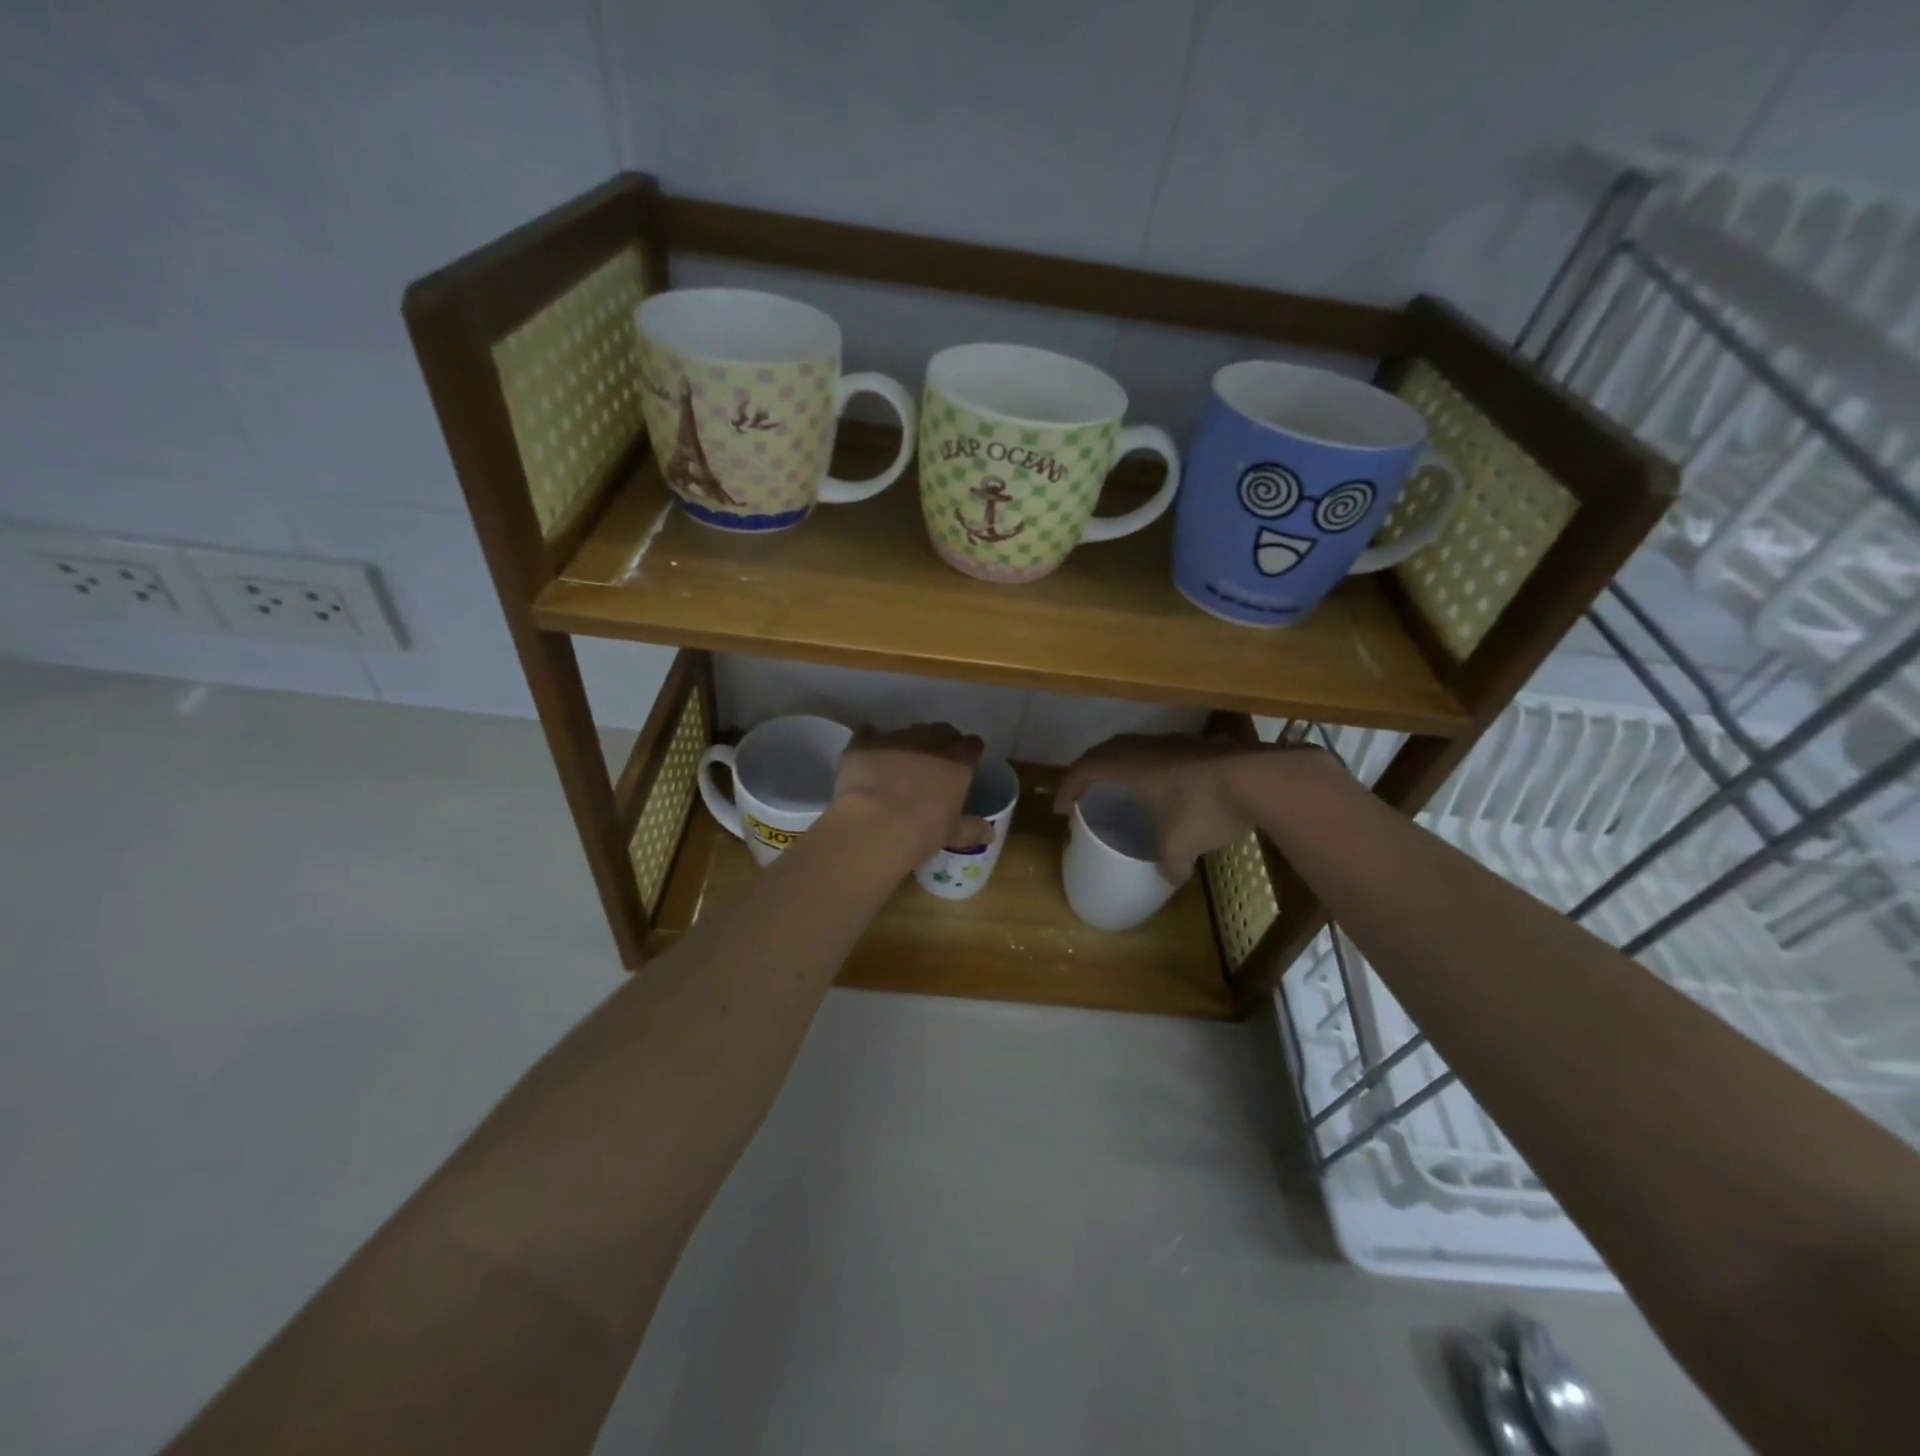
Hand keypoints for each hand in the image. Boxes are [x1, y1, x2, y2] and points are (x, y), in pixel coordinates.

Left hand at [829, 722, 989, 866]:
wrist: (875, 824)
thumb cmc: (923, 831)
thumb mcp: (952, 833)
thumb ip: (971, 829)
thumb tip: (990, 833)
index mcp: (958, 761)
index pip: (972, 745)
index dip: (968, 753)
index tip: (964, 765)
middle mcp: (930, 741)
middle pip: (941, 731)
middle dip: (940, 743)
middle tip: (933, 764)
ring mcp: (896, 737)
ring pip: (907, 731)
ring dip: (907, 743)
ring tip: (899, 763)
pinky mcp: (865, 742)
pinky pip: (869, 733)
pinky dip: (871, 741)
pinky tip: (868, 755)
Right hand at [1054, 733, 1337, 882]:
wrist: (1259, 778)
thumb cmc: (1206, 808)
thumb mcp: (1182, 845)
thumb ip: (1169, 865)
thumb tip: (1168, 880)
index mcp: (1129, 768)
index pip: (1085, 771)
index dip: (1067, 788)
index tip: (1060, 807)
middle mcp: (1145, 749)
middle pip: (1104, 751)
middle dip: (1087, 770)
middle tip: (1082, 790)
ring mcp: (1173, 742)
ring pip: (1132, 745)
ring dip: (1117, 762)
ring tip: (1118, 783)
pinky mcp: (1197, 745)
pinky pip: (1158, 749)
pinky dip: (1147, 763)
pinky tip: (1161, 781)